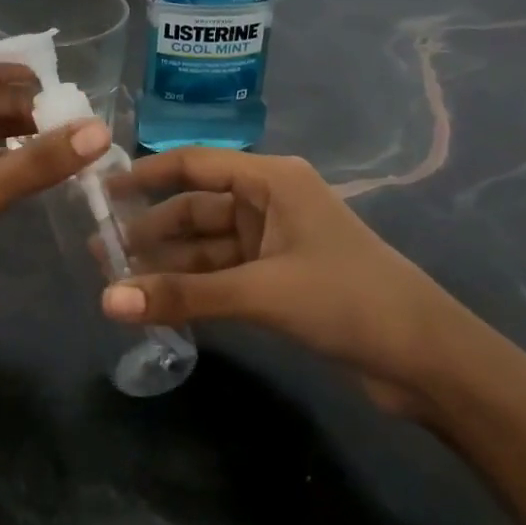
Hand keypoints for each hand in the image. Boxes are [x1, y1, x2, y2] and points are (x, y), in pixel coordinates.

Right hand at [101, 149, 485, 415]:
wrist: (426, 360)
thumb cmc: (347, 298)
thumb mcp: (260, 292)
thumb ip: (182, 295)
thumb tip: (106, 302)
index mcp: (271, 180)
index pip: (194, 164)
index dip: (145, 175)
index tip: (100, 194)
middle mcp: (268, 202)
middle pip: (195, 209)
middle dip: (150, 232)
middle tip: (99, 255)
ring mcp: (273, 243)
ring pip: (205, 247)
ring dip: (166, 264)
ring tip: (116, 283)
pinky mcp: (277, 280)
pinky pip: (221, 275)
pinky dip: (191, 288)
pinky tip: (156, 302)